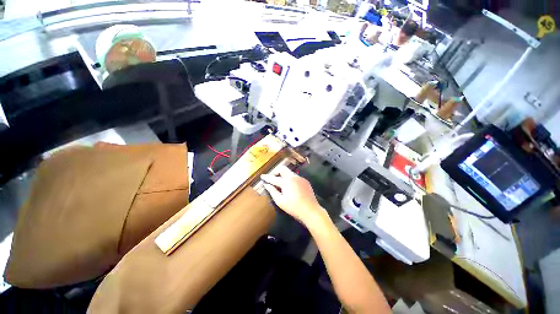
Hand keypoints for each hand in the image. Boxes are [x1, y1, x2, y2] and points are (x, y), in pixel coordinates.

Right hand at [261, 166, 327, 226]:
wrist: (311, 211)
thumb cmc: (293, 207)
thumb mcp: (280, 201)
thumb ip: (272, 191)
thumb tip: (266, 184)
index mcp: (286, 181)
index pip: (273, 178)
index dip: (267, 177)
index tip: (262, 176)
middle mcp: (293, 177)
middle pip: (282, 168)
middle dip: (276, 172)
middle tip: (273, 179)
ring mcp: (300, 178)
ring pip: (289, 172)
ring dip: (284, 175)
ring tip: (282, 184)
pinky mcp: (305, 181)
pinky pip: (296, 177)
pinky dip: (291, 179)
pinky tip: (291, 187)